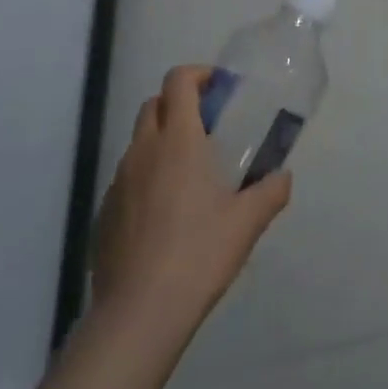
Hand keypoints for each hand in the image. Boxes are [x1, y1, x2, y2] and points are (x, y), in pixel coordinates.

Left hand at [91, 65, 290, 341]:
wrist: (139, 314)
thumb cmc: (198, 254)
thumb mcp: (247, 222)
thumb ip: (271, 191)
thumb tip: (283, 176)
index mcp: (178, 140)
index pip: (178, 81)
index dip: (198, 74)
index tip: (219, 88)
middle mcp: (143, 150)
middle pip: (154, 104)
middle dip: (178, 104)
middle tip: (207, 127)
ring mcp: (118, 182)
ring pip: (138, 142)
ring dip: (161, 142)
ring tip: (187, 175)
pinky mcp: (103, 214)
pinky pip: (125, 179)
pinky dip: (144, 179)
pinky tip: (163, 215)